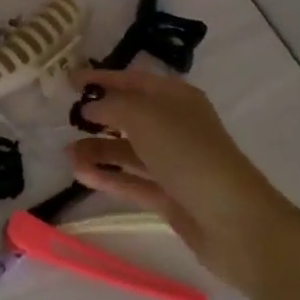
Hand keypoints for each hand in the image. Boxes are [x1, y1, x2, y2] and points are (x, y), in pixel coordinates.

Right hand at [67, 66, 297, 291]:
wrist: (235, 222)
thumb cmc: (189, 154)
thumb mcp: (145, 117)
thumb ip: (112, 106)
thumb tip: (91, 107)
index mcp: (176, 98)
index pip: (133, 80)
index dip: (101, 77)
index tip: (68, 81)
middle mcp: (174, 126)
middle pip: (130, 114)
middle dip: (98, 115)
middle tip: (65, 119)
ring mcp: (172, 163)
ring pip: (127, 150)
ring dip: (97, 149)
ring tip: (66, 154)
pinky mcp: (168, 196)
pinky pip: (130, 180)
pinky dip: (106, 176)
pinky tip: (79, 173)